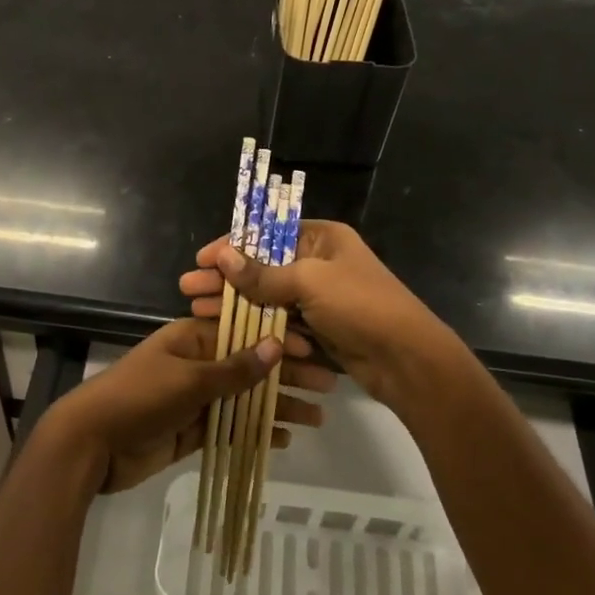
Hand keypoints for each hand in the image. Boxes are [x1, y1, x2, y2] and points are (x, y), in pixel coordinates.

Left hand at [46, 317, 332, 492]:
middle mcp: (196, 364)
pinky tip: (283, 439)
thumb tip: (277, 346)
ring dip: (278, 406)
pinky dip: (255, 432)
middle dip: (287, 376)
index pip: (244, 333)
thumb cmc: (139, 398)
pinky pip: (231, 427)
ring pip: (244, 399)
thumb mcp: (189, 379)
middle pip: (249, 367)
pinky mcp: (191, 431)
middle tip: (327, 387)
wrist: (90, 445)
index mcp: (192, 339)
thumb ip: (234, 368)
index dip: (279, 342)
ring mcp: (194, 399)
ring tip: (317, 418)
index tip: (314, 353)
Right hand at [178, 220, 465, 411]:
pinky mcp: (318, 327)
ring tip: (196, 308)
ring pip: (267, 295)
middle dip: (226, 277)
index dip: (232, 246)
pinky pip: (279, 320)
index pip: (268, 234)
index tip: (201, 259)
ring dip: (234, 301)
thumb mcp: (309, 282)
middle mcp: (319, 262)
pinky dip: (254, 322)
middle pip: (263, 265)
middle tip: (188, 288)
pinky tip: (226, 329)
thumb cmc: (360, 306)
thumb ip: (263, 274)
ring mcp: (319, 297)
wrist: (406, 360)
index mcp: (322, 238)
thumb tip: (222, 255)